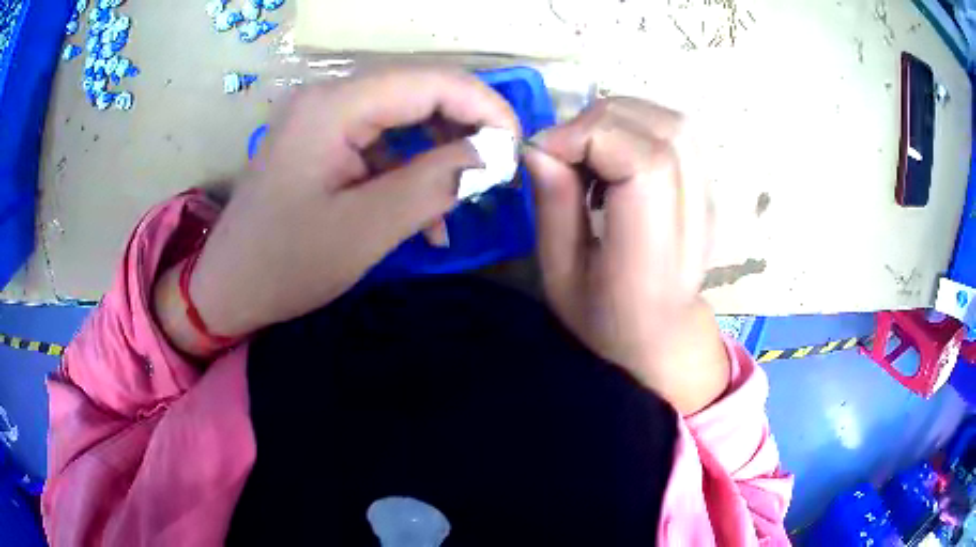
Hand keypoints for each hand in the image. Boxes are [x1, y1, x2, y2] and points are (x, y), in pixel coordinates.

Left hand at [155, 68, 517, 354]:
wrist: (228, 288)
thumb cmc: (287, 264)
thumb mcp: (368, 228)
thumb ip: (436, 182)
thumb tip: (495, 153)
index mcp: (335, 106)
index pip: (431, 81)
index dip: (484, 107)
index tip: (516, 148)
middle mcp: (328, 97)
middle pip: (418, 93)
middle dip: (465, 130)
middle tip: (496, 174)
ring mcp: (322, 117)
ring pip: (403, 119)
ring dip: (437, 157)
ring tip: (457, 206)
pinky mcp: (320, 141)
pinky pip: (379, 143)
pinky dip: (407, 173)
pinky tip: (422, 217)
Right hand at [524, 98, 728, 414]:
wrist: (663, 333)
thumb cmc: (604, 316)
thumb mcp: (560, 275)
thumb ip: (553, 207)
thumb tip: (539, 145)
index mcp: (652, 258)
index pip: (646, 164)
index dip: (592, 137)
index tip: (547, 150)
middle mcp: (692, 221)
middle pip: (662, 134)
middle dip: (598, 123)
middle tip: (564, 151)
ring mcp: (708, 201)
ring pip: (673, 124)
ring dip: (618, 118)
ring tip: (588, 150)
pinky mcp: (707, 188)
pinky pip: (676, 132)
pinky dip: (636, 124)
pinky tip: (614, 153)